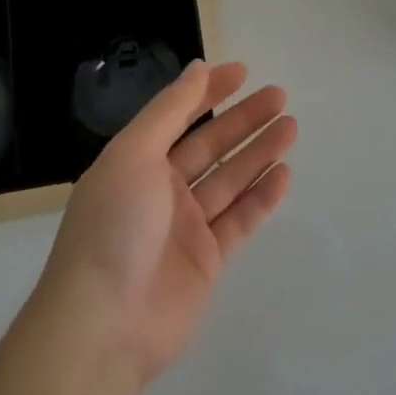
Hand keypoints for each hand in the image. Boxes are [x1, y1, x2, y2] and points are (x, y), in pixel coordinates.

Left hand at [35, 61, 295, 384]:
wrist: (104, 326)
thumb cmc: (114, 227)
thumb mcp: (135, 154)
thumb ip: (169, 110)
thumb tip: (197, 68)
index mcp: (137, 162)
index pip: (178, 116)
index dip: (208, 92)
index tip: (242, 72)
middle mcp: (161, 190)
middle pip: (210, 145)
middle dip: (243, 119)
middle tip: (279, 96)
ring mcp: (185, 227)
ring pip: (230, 179)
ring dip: (259, 152)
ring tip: (291, 127)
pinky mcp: (207, 261)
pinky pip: (240, 220)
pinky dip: (261, 197)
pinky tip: (284, 174)